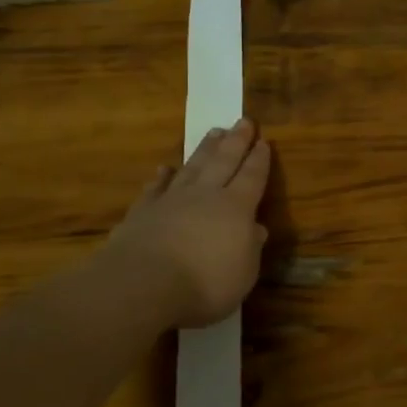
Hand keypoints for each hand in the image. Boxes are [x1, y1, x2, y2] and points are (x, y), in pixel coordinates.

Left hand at [104, 118, 271, 327]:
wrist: (142, 285)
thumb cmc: (204, 285)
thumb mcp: (243, 274)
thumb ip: (250, 248)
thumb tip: (256, 229)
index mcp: (236, 208)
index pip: (252, 177)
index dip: (260, 160)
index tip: (264, 142)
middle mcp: (205, 196)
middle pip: (224, 161)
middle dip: (236, 141)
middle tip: (243, 121)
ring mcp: (171, 201)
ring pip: (192, 167)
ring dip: (204, 150)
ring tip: (214, 132)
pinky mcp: (142, 212)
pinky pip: (155, 188)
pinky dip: (161, 177)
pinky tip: (164, 168)